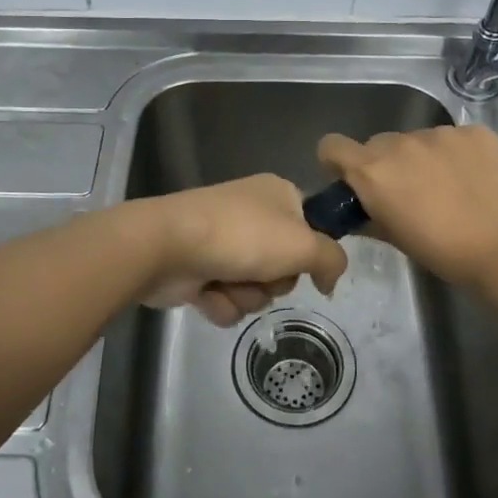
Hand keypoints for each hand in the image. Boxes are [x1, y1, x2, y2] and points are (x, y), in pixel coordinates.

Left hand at [138, 174, 348, 326]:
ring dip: (246, 295)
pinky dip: (221, 303)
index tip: (308, 267)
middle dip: (274, 281)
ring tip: (226, 284)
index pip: (312, 226)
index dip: (311, 252)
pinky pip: (227, 299)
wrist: (166, 245)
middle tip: (261, 274)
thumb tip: (330, 280)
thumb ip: (332, 260)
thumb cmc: (241, 236)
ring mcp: (223, 241)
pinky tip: (207, 295)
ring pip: (257, 287)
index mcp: (278, 194)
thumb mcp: (303, 244)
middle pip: (285, 265)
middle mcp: (252, 214)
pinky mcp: (199, 269)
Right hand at [317, 124, 497, 289]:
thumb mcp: (397, 240)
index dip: (338, 162)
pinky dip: (458, 154)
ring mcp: (440, 133)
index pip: (332, 146)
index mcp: (373, 171)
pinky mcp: (474, 131)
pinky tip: (476, 180)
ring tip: (451, 188)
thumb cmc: (446, 253)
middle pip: (378, 144)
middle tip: (410, 193)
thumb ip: (370, 217)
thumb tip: (361, 210)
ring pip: (418, 140)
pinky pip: (453, 138)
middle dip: (387, 164)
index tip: (353, 180)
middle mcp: (400, 143)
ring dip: (424, 158)